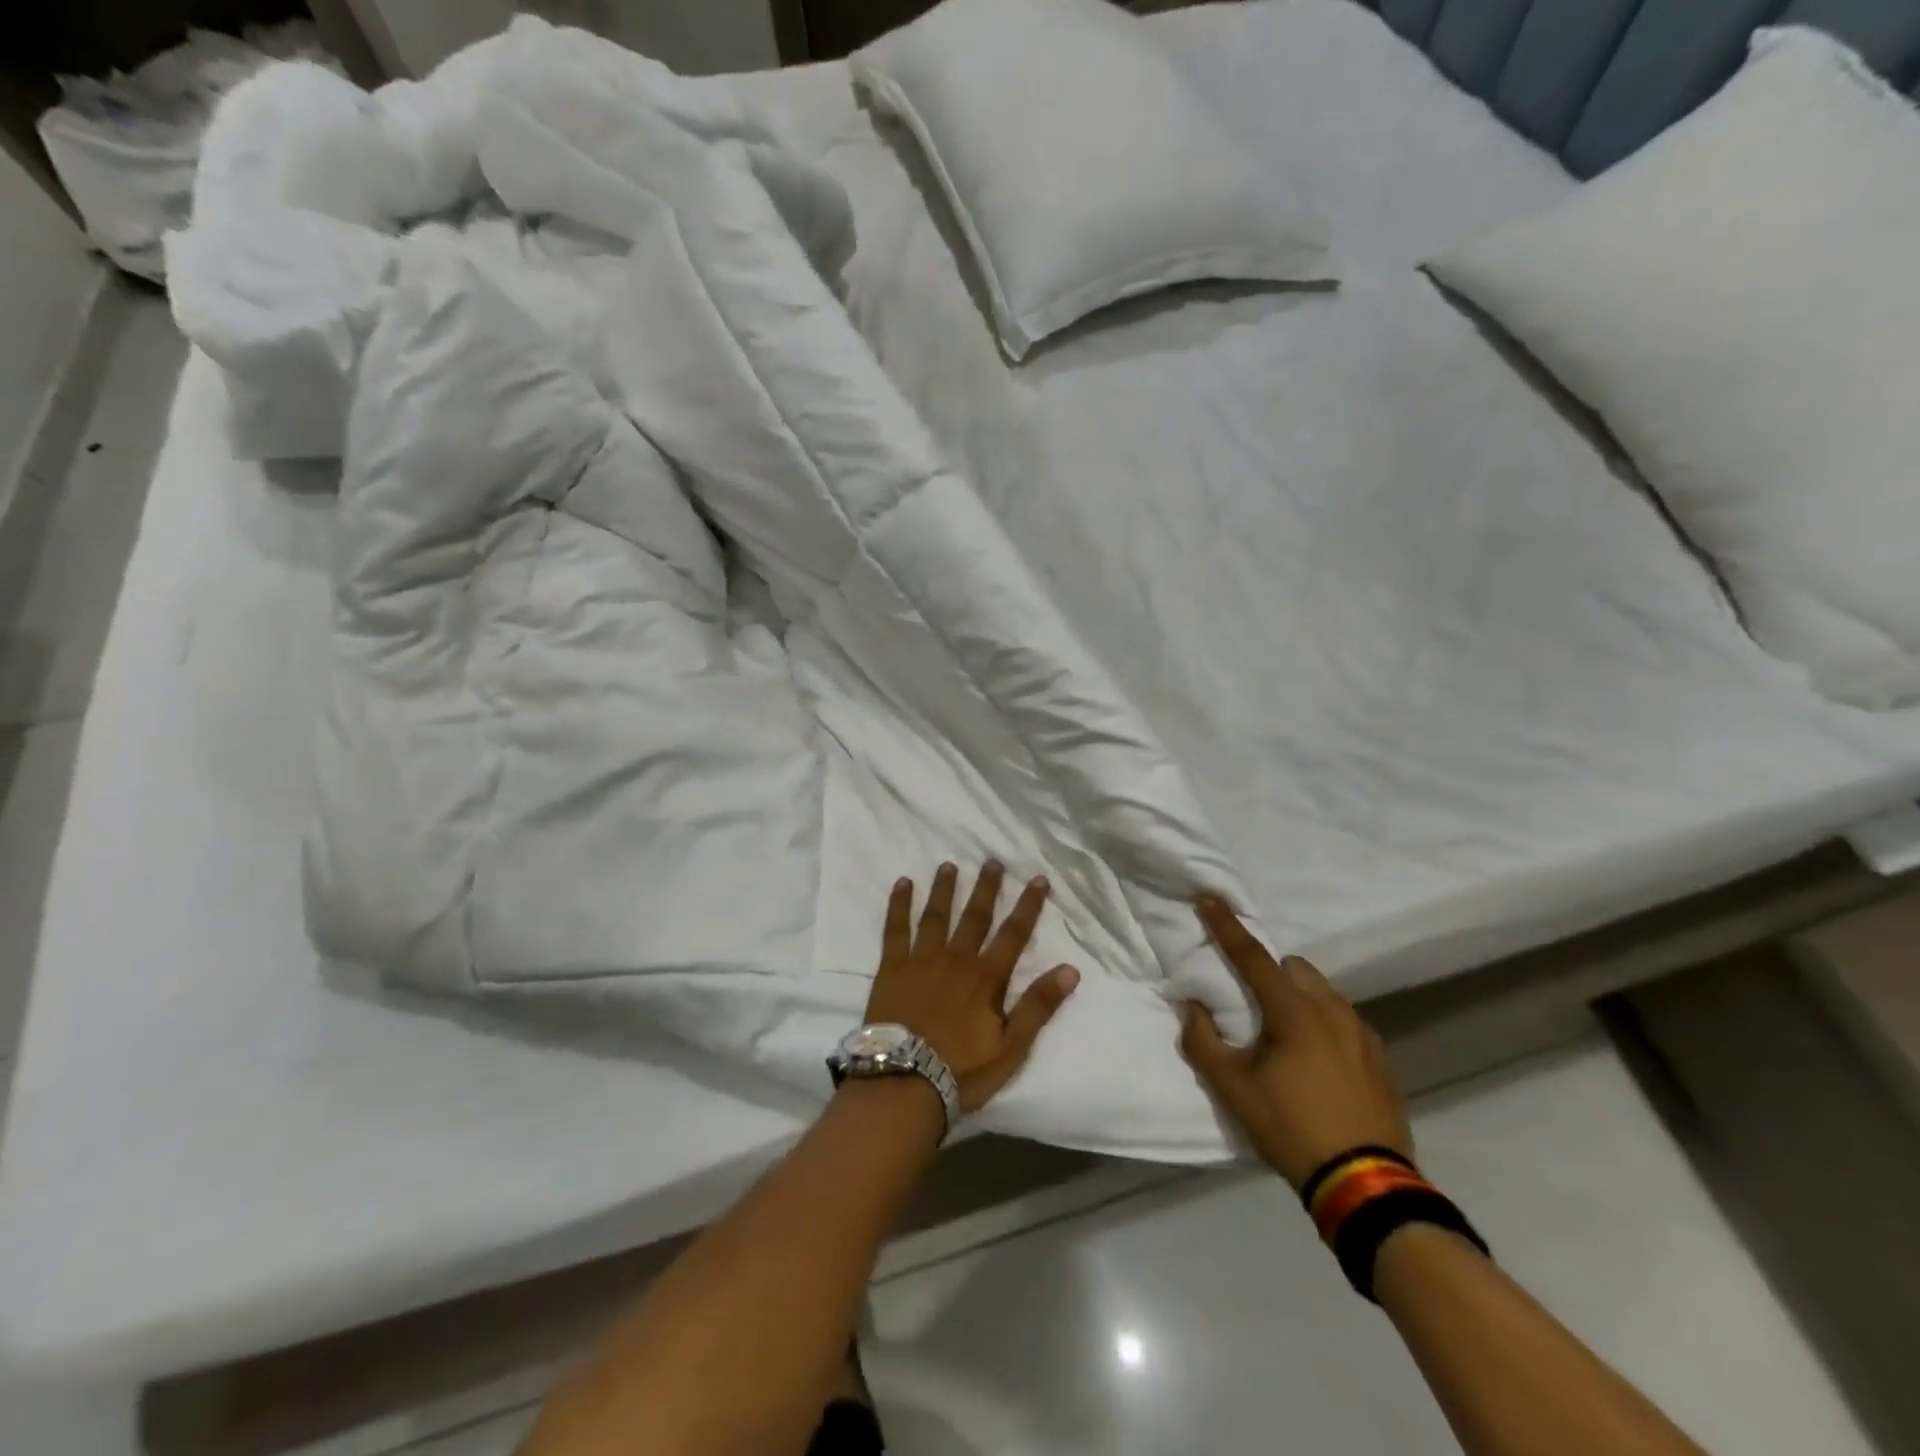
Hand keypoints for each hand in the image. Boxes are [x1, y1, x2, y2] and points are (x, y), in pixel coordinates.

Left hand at [865, 862, 1080, 1113]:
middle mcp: (956, 959)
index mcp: (986, 977)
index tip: (1038, 879)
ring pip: (936, 916)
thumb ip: (1039, 1006)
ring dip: (944, 889)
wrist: (904, 1081)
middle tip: (993, 861)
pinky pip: (896, 929)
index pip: (1013, 934)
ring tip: (949, 865)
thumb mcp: (1012, 1046)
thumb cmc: (962, 1069)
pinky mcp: (892, 968)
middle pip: (975, 916)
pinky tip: (902, 883)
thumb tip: (1071, 969)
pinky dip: (899, 905)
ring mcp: (921, 960)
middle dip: (986, 888)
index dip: (1028, 906)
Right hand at [1179, 894, 1413, 1188]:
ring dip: (1299, 998)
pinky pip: (1345, 1021)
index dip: (1227, 926)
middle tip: (1253, 1006)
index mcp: (1294, 1012)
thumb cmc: (1291, 1128)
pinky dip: (1324, 1025)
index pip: (1253, 957)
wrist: (1366, 1186)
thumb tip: (1192, 1007)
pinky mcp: (1380, 1059)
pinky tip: (1318, 1063)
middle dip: (1271, 973)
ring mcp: (1363, 1034)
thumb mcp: (1233, 1090)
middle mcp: (1332, 1011)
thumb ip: (1203, 1042)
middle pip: (1295, 968)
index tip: (1210, 897)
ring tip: (1285, 1037)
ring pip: (1323, 993)